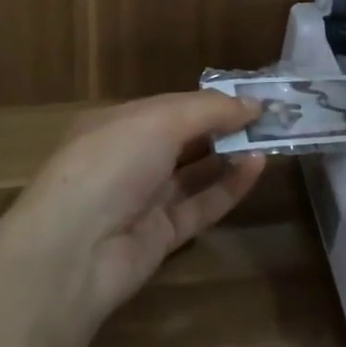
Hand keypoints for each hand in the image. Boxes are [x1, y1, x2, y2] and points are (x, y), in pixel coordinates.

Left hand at [3, 91, 267, 325]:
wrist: (75, 249)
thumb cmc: (111, 164)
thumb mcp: (158, 121)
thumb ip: (208, 110)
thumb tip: (252, 104)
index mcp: (116, 124)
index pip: (170, 106)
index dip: (210, 101)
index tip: (252, 97)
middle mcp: (128, 159)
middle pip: (183, 139)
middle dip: (223, 127)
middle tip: (270, 119)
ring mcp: (143, 199)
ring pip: (194, 173)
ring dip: (230, 155)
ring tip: (270, 140)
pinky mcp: (161, 235)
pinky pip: (201, 205)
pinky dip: (229, 187)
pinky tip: (258, 167)